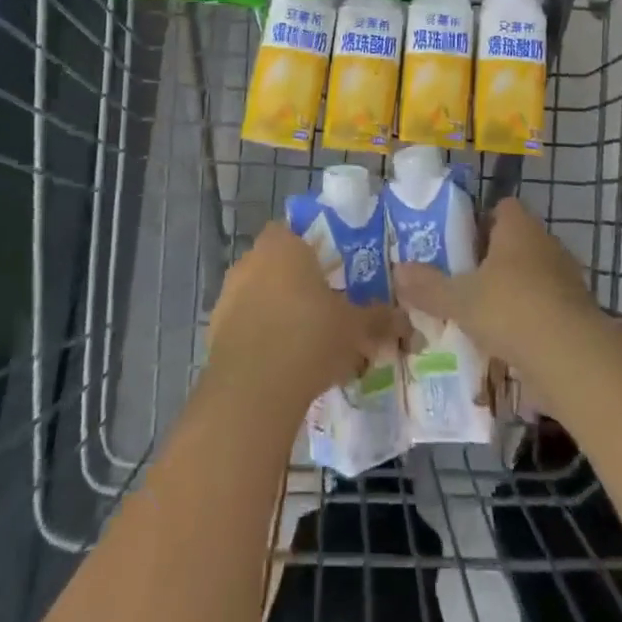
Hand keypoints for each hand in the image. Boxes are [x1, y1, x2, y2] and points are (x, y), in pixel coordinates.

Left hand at [207, 222, 407, 409]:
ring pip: (260, 296)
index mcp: (283, 245)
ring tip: (308, 342)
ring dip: (279, 312)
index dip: (313, 249)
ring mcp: (227, 296)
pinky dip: (262, 338)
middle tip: (326, 308)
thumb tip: (407, 322)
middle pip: (278, 264)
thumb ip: (380, 319)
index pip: (295, 231)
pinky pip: (245, 326)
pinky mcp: (214, 333)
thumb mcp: (356, 327)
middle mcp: (251, 261)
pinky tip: (284, 365)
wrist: (253, 391)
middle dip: (299, 284)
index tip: (333, 271)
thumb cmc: (309, 337)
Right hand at [391, 198, 601, 375]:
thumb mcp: (460, 300)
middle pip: (516, 241)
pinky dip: (531, 317)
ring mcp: (567, 275)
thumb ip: (429, 286)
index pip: (502, 207)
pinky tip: (511, 341)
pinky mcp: (578, 309)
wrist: (571, 356)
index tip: (461, 245)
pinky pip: (547, 304)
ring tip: (485, 315)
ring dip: (513, 289)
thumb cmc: (511, 309)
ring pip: (533, 274)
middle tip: (466, 280)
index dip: (481, 222)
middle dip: (494, 259)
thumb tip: (398, 271)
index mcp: (518, 226)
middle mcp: (545, 242)